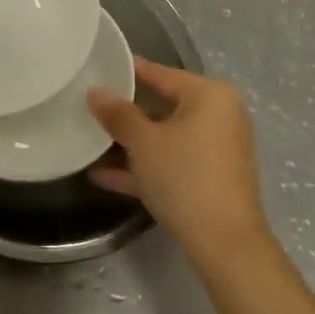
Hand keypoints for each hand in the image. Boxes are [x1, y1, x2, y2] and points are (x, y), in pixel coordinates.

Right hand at [88, 59, 271, 267]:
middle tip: (89, 107)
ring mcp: (217, 149)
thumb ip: (118, 114)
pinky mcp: (211, 178)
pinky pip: (172, 161)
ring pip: (166, 137)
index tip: (98, 68)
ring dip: (130, 144)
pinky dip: (145, 166)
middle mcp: (219, 116)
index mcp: (209, 95)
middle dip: (126, 113)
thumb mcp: (144, 143)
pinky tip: (103, 176)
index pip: (161, 73)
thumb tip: (95, 92)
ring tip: (90, 141)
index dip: (128, 71)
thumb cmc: (185, 178)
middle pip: (163, 105)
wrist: (226, 245)